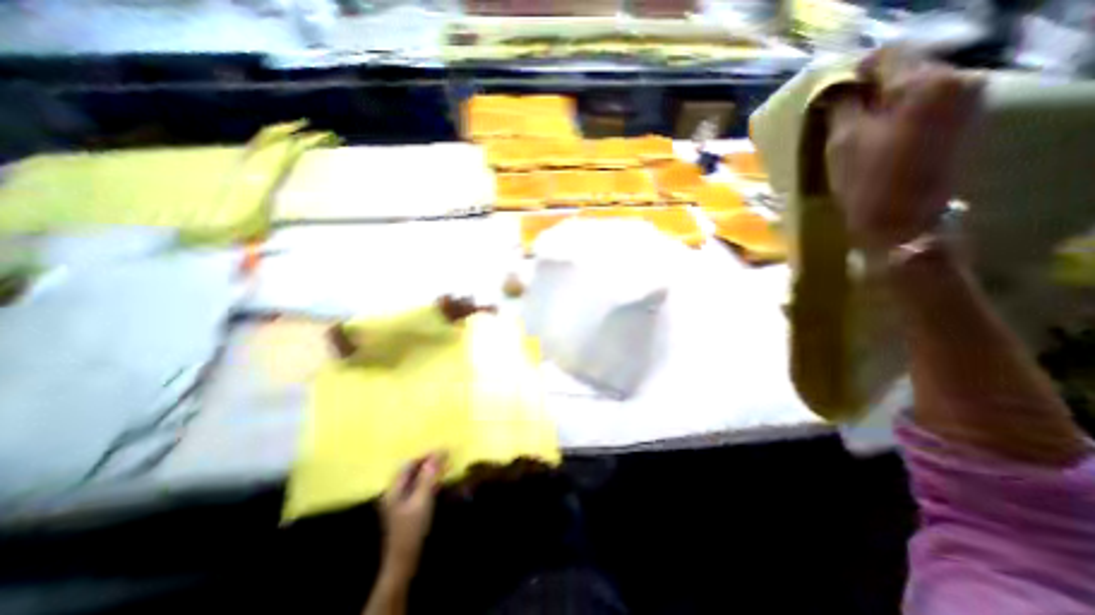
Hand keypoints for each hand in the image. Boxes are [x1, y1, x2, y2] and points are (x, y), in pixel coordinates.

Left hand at [380, 451, 442, 575]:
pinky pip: (417, 489)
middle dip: (427, 462)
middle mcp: (393, 493)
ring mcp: (398, 503)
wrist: (404, 562)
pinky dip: (428, 482)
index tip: (443, 451)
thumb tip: (441, 450)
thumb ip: (429, 475)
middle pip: (410, 471)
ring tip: (445, 467)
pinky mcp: (406, 511)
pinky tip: (438, 483)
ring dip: (429, 472)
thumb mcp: (422, 499)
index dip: (425, 455)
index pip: (408, 464)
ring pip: (414, 480)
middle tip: (445, 457)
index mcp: (393, 489)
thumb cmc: (412, 528)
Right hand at [832, 46, 984, 254]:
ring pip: (911, 91)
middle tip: (838, 124)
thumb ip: (841, 105)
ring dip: (880, 108)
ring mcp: (966, 103)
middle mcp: (958, 81)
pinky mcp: (962, 124)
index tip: (828, 104)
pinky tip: (878, 143)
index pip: (884, 57)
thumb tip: (837, 88)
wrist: (901, 225)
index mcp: (926, 83)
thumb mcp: (842, 141)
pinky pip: (923, 107)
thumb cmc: (866, 183)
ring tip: (856, 136)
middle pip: (903, 71)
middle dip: (867, 94)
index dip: (850, 78)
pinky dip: (896, 119)